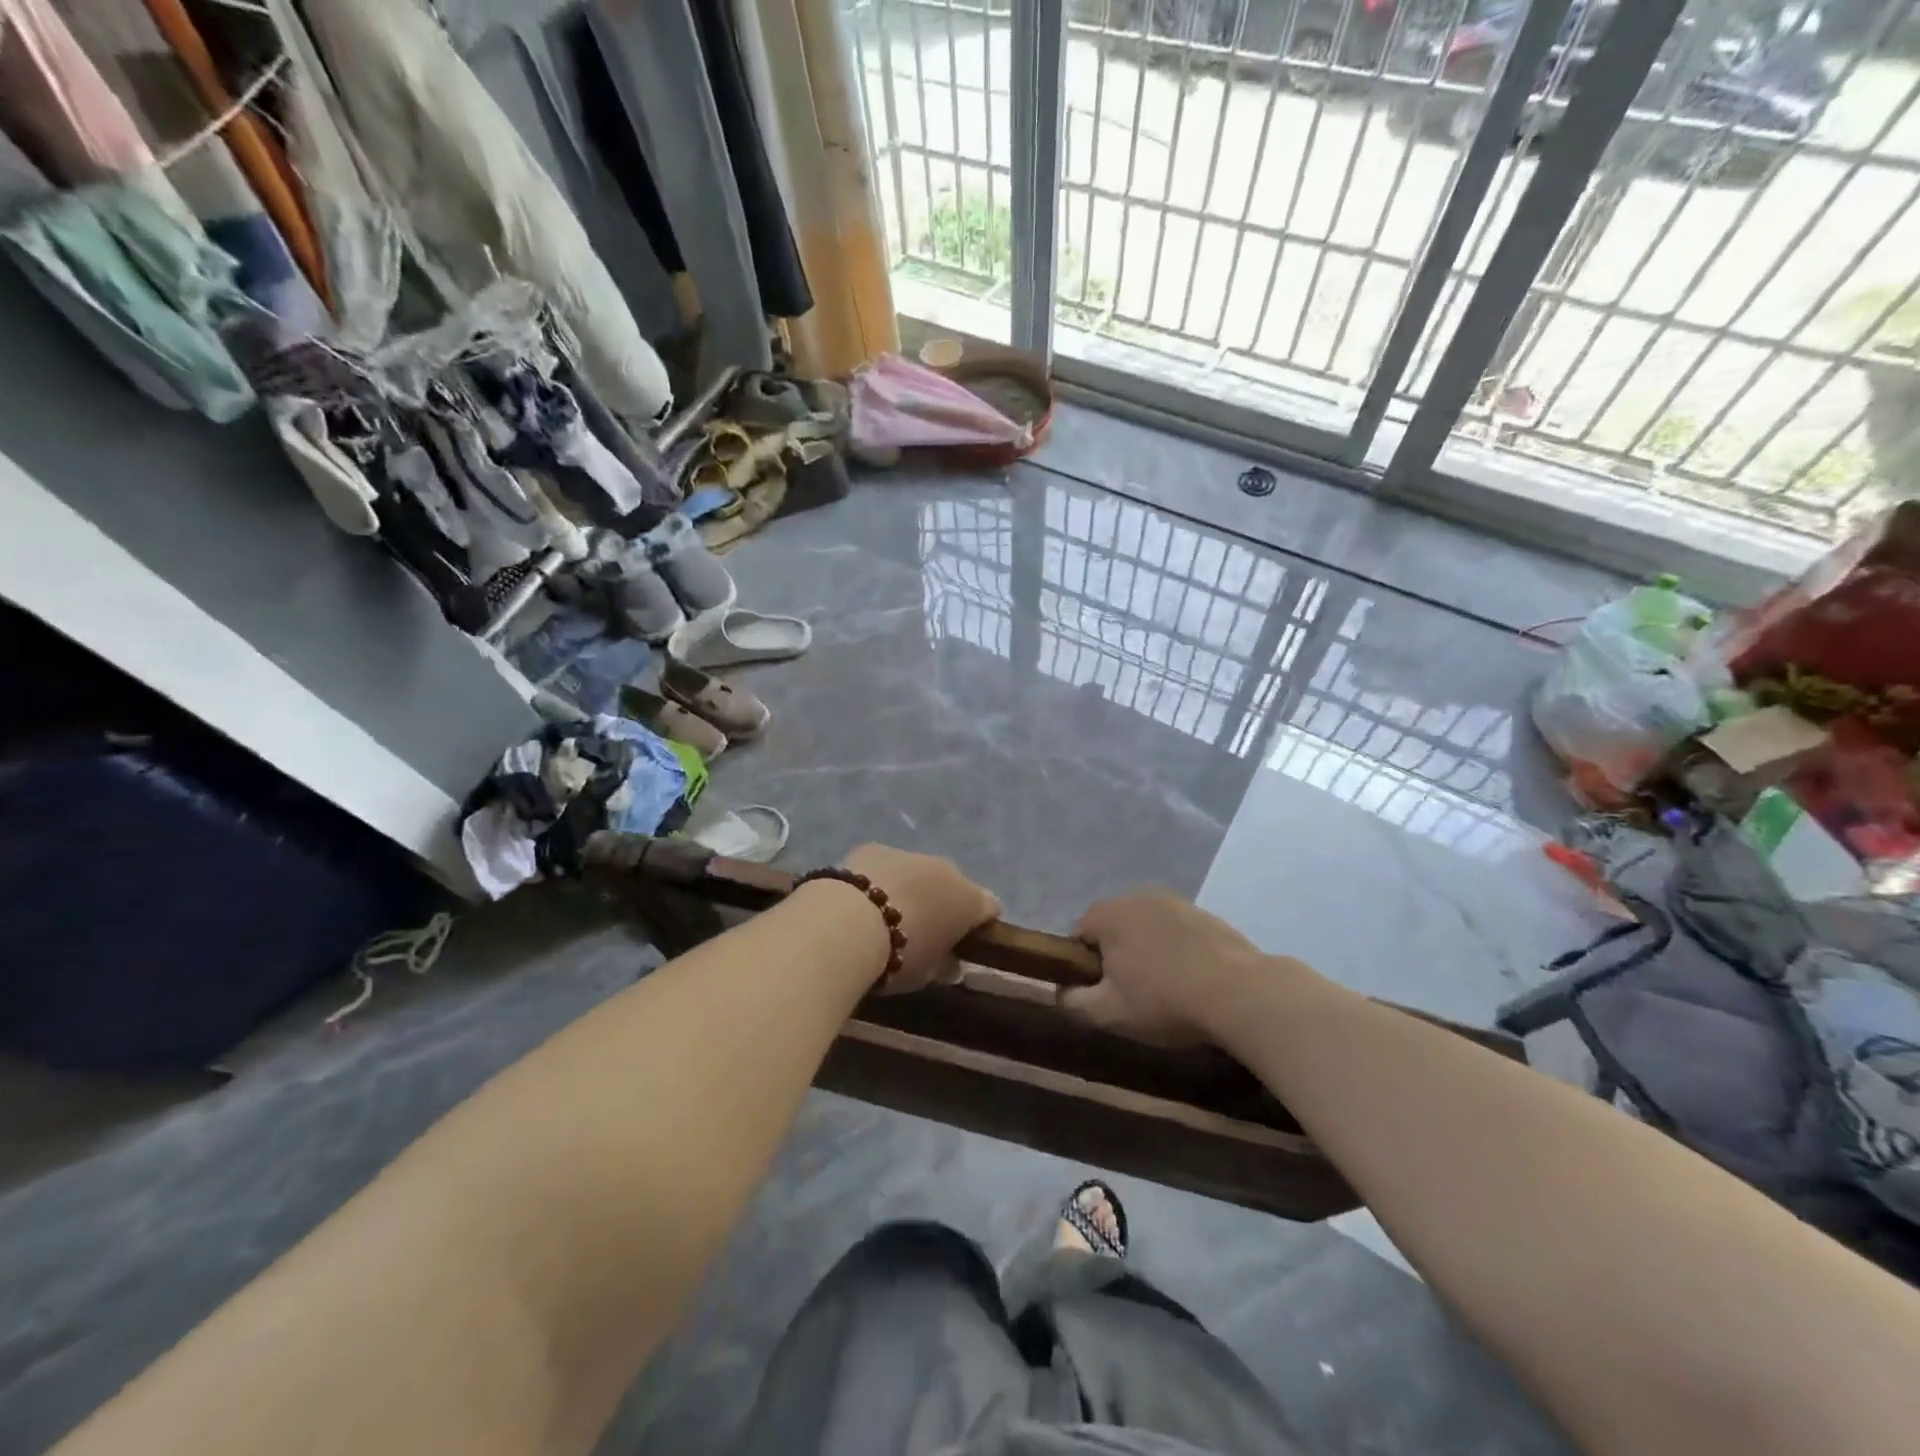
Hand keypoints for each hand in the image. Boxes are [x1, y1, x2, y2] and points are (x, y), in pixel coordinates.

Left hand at [843, 844, 1000, 992]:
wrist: (848, 925)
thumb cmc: (899, 957)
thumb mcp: (927, 975)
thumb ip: (944, 966)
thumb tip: (951, 964)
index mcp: (969, 900)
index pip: (989, 907)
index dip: (980, 924)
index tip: (965, 942)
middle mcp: (946, 870)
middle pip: (952, 885)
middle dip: (942, 904)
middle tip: (922, 932)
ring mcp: (911, 854)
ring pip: (919, 872)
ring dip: (910, 889)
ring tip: (885, 917)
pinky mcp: (875, 848)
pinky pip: (886, 866)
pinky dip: (880, 879)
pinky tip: (860, 902)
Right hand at [1062, 892, 1289, 1046]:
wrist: (1239, 992)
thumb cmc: (1163, 1000)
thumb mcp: (1108, 1013)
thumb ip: (1073, 1001)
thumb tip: (1060, 991)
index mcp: (1107, 914)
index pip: (1078, 937)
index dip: (1083, 967)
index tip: (1101, 994)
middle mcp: (1136, 896)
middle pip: (1113, 929)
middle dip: (1117, 957)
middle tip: (1131, 995)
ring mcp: (1174, 902)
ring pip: (1147, 929)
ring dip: (1148, 953)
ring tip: (1165, 990)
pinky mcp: (1205, 914)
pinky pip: (1177, 933)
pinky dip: (1177, 952)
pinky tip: (1192, 980)